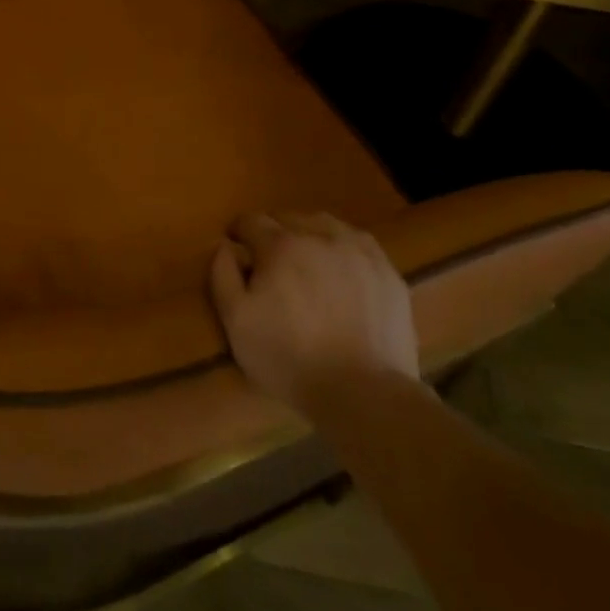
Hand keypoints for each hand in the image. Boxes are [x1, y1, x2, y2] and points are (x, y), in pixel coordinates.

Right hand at [210, 211, 418, 412]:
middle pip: (288, 218)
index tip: (237, 250)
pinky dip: (343, 250)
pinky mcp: (387, 271)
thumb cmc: (289, 358)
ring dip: (309, 236)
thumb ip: (222, 275)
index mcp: (281, 245)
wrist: (363, 392)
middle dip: (274, 234)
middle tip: (271, 264)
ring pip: (325, 225)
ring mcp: (358, 251)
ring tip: (307, 264)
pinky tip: (341, 274)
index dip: (239, 233)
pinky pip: (358, 244)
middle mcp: (320, 235)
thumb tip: (223, 244)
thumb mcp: (236, 322)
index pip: (251, 221)